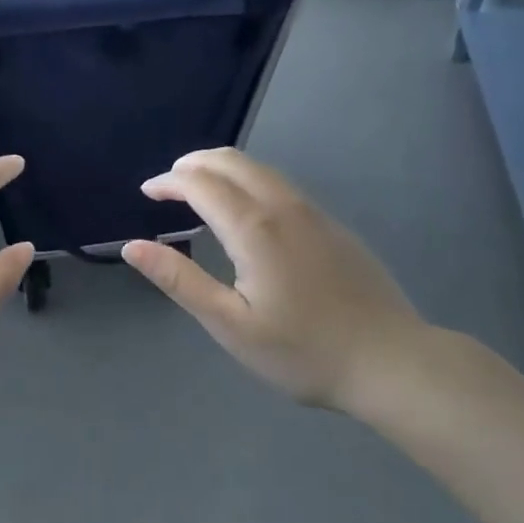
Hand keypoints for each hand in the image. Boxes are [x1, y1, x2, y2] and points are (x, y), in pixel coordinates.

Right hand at [122, 148, 428, 410]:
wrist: (391, 361)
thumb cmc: (303, 352)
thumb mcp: (231, 325)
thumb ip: (180, 281)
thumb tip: (132, 247)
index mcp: (254, 228)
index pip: (201, 183)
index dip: (168, 182)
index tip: (147, 193)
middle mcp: (283, 206)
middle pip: (231, 161)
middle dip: (193, 163)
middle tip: (167, 184)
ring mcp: (313, 212)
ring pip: (259, 168)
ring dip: (221, 168)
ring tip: (198, 189)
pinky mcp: (332, 224)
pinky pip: (280, 184)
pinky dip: (248, 180)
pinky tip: (244, 209)